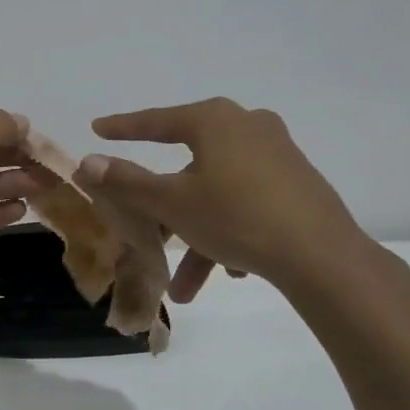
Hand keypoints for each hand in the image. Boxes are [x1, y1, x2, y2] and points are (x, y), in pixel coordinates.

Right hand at [76, 98, 368, 300]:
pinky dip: (229, 232)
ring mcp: (277, 154)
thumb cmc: (237, 217)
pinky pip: (247, 203)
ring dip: (197, 237)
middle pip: (188, 168)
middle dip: (165, 212)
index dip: (123, 127)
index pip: (157, 121)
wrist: (323, 257)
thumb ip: (127, 181)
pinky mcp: (297, 183)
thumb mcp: (172, 202)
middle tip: (146, 231)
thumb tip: (87, 162)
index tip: (98, 128)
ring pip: (217, 194)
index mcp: (216, 121)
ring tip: (186, 288)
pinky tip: (231, 270)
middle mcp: (248, 127)